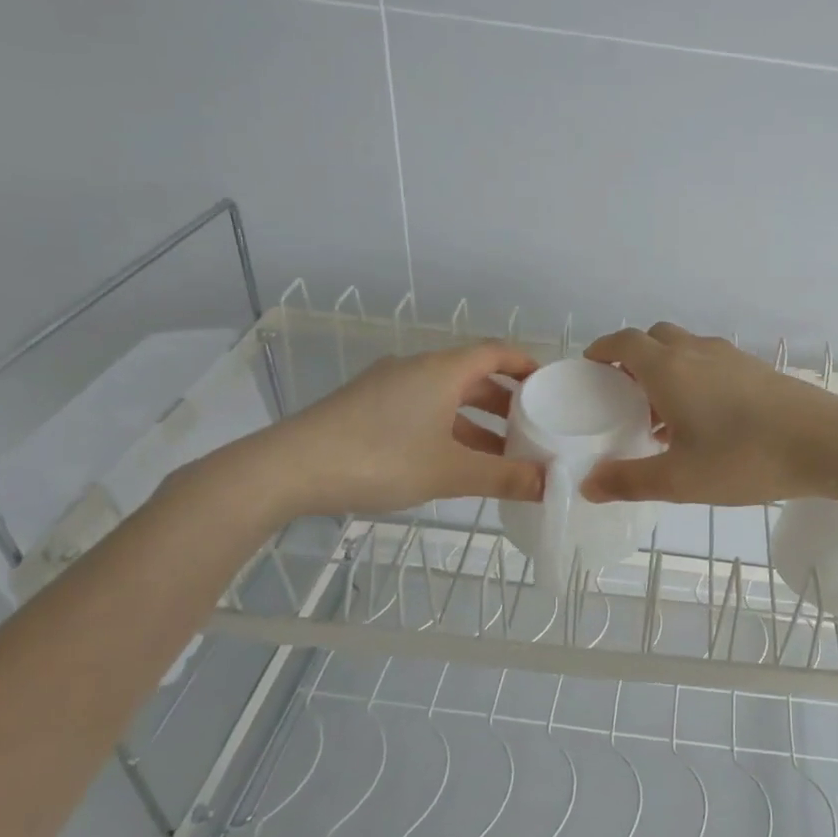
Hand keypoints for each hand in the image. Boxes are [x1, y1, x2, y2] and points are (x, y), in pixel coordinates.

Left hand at [246, 342, 544, 517]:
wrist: (288, 469)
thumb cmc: (379, 459)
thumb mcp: (449, 472)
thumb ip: (503, 477)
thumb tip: (549, 484)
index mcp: (441, 370)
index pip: (495, 352)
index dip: (525, 365)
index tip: (549, 385)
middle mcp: (416, 369)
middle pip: (472, 375)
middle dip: (505, 401)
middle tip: (532, 427)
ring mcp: (386, 387)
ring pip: (445, 396)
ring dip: (475, 420)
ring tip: (499, 453)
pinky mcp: (365, 407)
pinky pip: (421, 409)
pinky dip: (446, 428)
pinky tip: (451, 461)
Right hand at [580, 322, 837, 504]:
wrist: (825, 442)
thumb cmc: (744, 458)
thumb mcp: (679, 480)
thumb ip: (629, 481)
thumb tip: (588, 485)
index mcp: (669, 368)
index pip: (624, 342)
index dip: (602, 349)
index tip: (591, 367)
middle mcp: (697, 351)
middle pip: (655, 338)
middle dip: (633, 358)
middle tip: (626, 395)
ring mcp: (732, 356)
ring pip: (686, 349)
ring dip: (667, 369)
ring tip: (664, 414)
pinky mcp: (758, 369)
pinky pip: (712, 362)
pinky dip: (695, 377)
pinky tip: (707, 420)